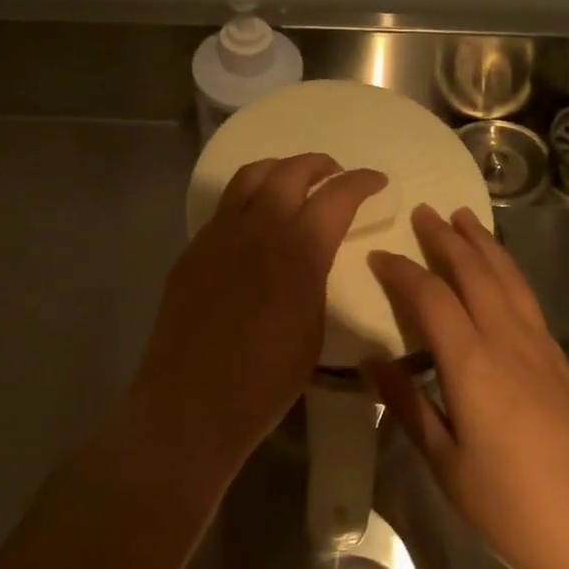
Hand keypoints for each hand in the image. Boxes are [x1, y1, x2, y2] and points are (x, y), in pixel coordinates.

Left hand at [128, 154, 387, 476]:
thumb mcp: (314, 328)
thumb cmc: (266, 379)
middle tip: (334, 175)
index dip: (361, 182)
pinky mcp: (193, 249)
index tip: (376, 181)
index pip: (337, 195)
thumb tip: (313, 257)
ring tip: (292, 183)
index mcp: (299, 250)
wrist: (192, 403)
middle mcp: (258, 228)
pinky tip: (254, 223)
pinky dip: (247, 199)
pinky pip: (224, 208)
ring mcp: (218, 235)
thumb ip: (315, 278)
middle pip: (290, 172)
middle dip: (319, 165)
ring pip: (249, 177)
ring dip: (278, 171)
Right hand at [366, 205, 568, 568]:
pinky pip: (529, 301)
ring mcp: (544, 351)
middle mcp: (511, 344)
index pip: (432, 298)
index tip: (378, 255)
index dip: (402, 272)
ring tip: (465, 219)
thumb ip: (408, 405)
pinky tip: (502, 276)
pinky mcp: (564, 365)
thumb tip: (370, 362)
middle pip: (477, 274)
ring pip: (510, 280)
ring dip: (485, 246)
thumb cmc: (510, 508)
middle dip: (448, 239)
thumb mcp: (445, 463)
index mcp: (474, 365)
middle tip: (425, 212)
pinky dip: (509, 274)